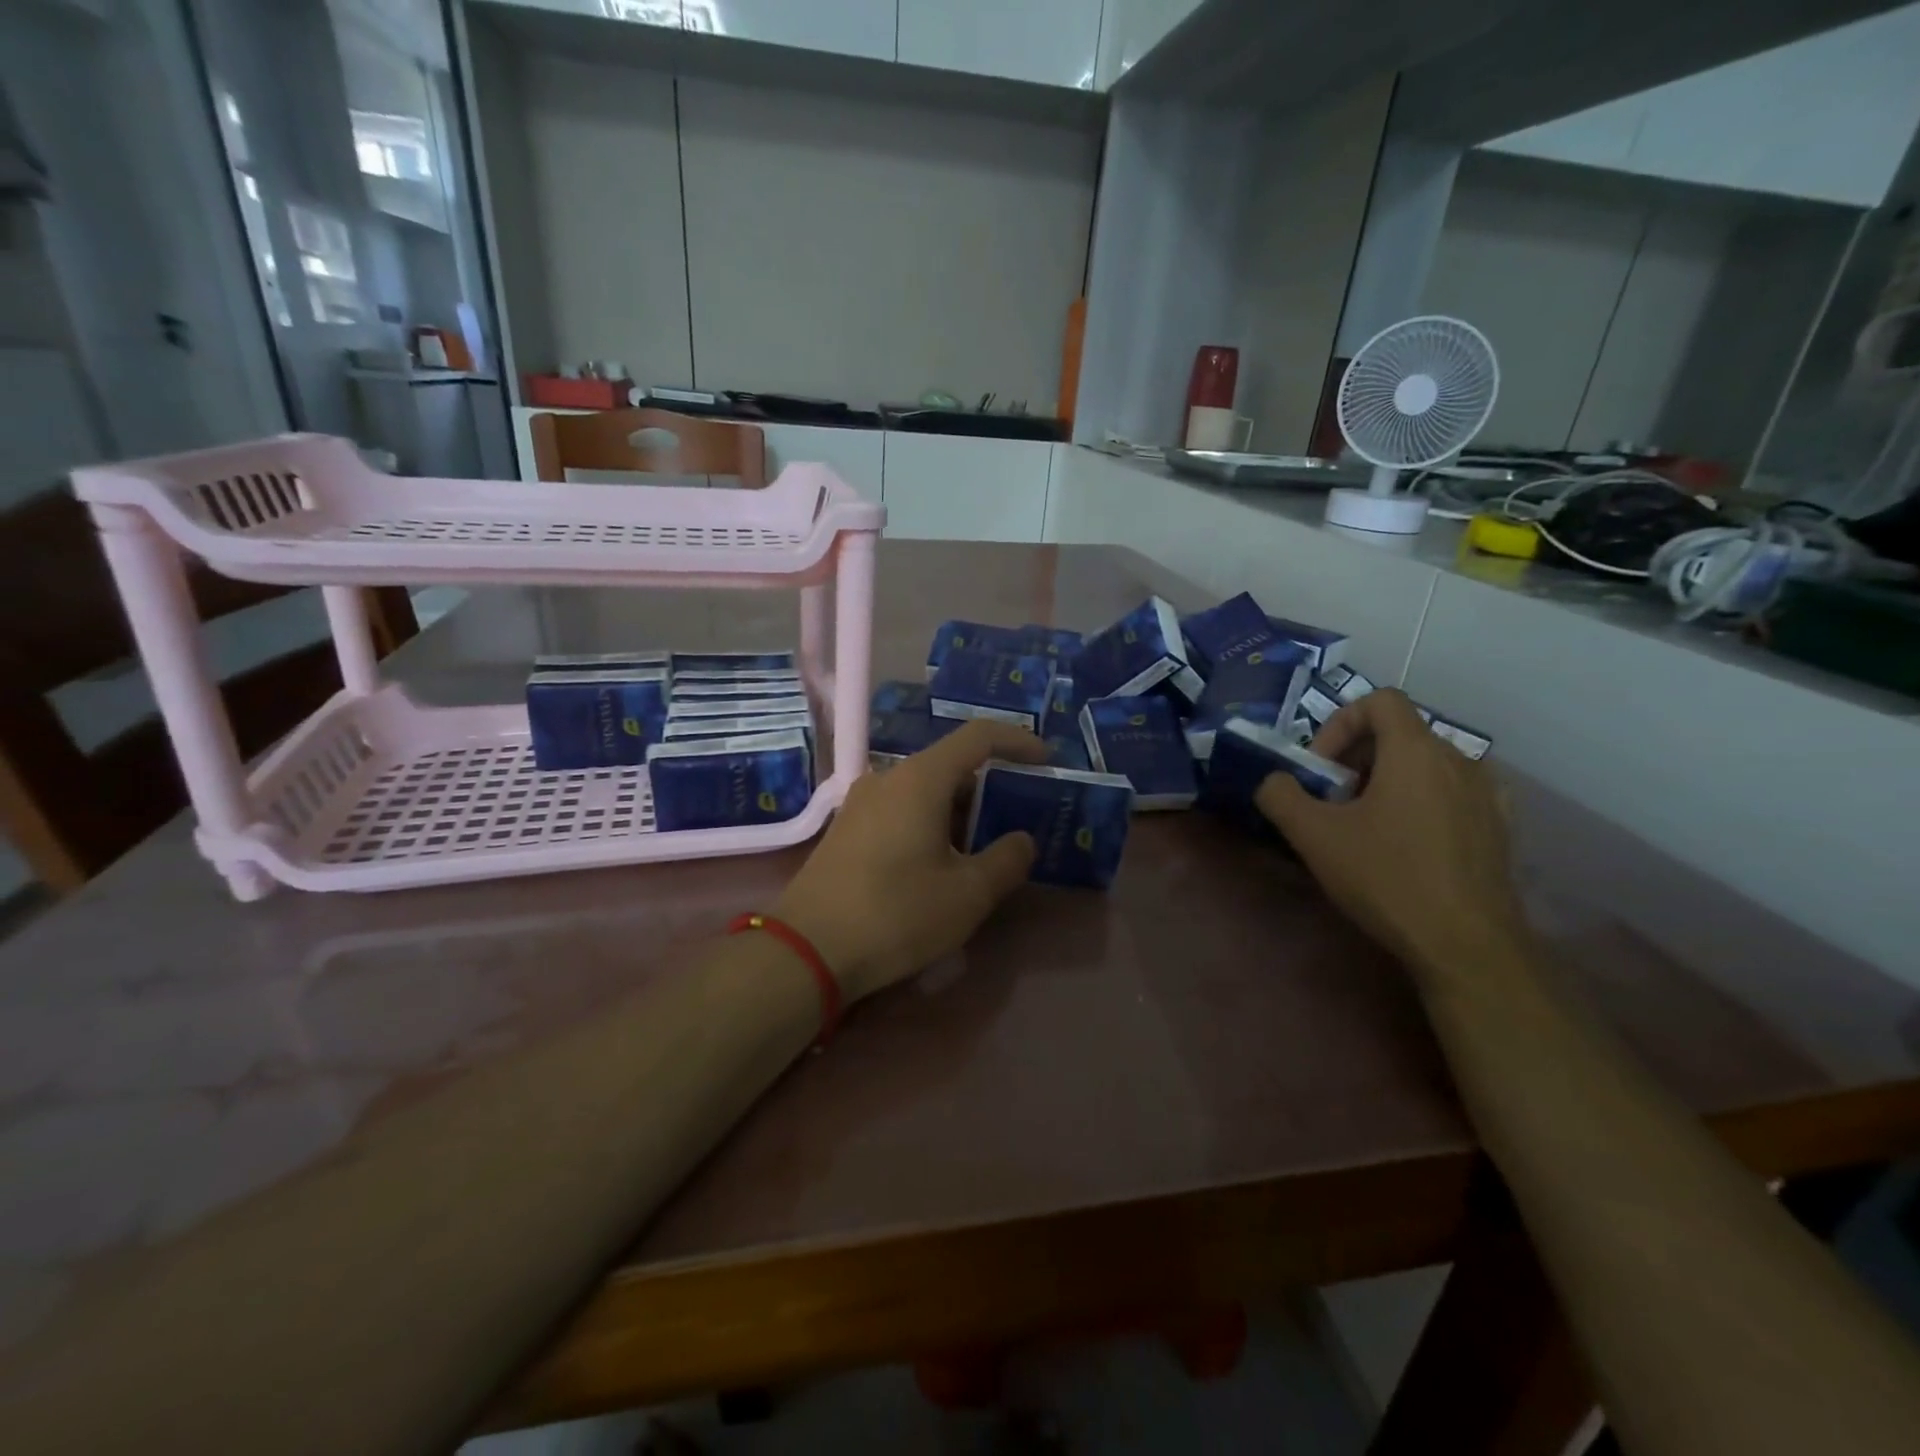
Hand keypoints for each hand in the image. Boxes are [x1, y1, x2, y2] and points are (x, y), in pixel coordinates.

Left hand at [773, 720, 1047, 1001]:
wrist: (806, 950)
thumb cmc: (896, 914)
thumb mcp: (967, 895)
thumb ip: (1006, 860)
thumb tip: (1021, 840)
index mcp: (920, 779)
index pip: (978, 736)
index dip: (1017, 741)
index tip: (1046, 760)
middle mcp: (888, 778)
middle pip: (950, 765)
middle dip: (990, 787)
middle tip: (1018, 817)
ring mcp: (861, 804)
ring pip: (924, 792)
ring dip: (959, 811)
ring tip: (984, 848)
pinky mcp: (846, 831)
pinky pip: (901, 811)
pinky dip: (931, 824)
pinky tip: (941, 864)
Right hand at [1254, 689, 1527, 978]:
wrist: (1467, 944)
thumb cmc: (1386, 877)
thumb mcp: (1313, 835)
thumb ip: (1280, 795)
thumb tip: (1274, 781)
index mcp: (1416, 750)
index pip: (1380, 700)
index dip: (1340, 724)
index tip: (1321, 769)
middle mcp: (1459, 759)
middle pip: (1400, 732)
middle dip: (1357, 757)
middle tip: (1334, 800)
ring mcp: (1487, 793)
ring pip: (1426, 763)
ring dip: (1388, 779)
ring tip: (1367, 824)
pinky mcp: (1500, 826)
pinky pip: (1452, 792)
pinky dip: (1422, 800)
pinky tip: (1408, 842)